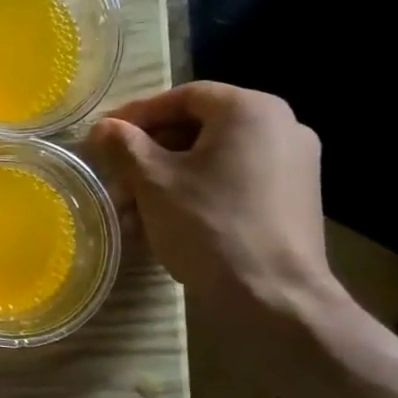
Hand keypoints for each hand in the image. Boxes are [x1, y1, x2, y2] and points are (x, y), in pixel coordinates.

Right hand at [89, 82, 337, 317]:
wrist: (275, 299)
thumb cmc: (210, 226)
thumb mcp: (153, 182)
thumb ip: (124, 145)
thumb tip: (103, 128)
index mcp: (251, 110)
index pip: (182, 97)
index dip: (137, 115)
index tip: (104, 137)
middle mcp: (281, 127)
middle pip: (197, 130)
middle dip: (148, 156)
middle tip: (114, 180)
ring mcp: (293, 165)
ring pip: (212, 161)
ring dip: (165, 181)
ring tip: (129, 213)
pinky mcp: (293, 200)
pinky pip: (233, 183)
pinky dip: (195, 195)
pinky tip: (162, 225)